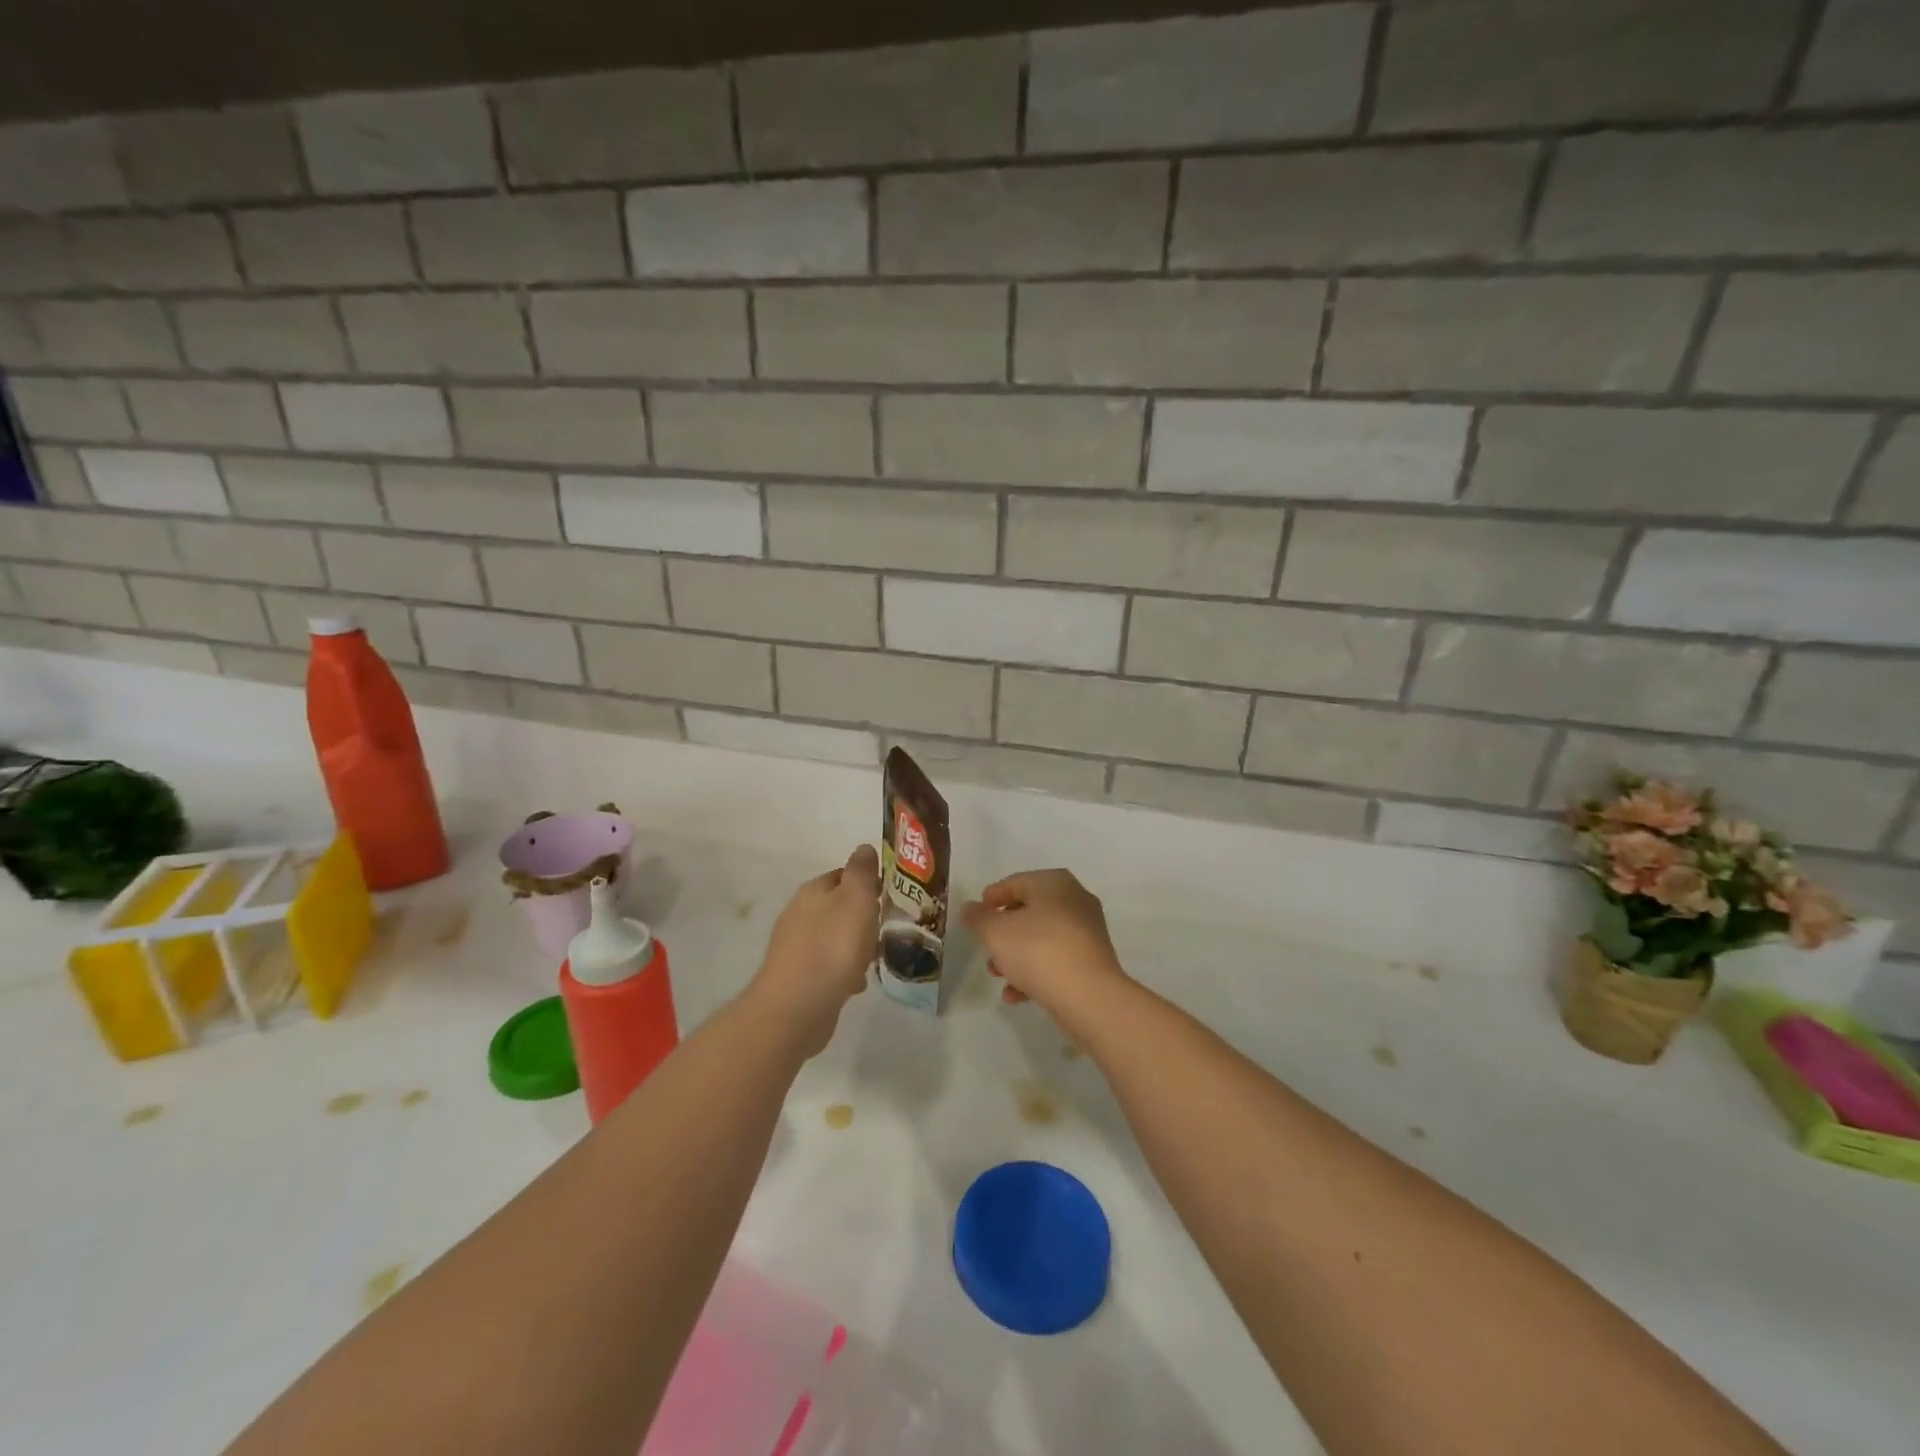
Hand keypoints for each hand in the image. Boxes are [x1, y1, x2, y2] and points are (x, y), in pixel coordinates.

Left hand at [749, 845, 880, 1056]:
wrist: (797, 1008)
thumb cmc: (833, 946)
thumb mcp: (856, 899)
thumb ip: (861, 872)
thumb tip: (864, 848)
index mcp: (812, 891)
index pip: (842, 875)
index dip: (866, 882)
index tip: (889, 895)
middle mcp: (799, 914)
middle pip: (837, 907)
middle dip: (861, 916)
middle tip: (885, 927)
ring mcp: (795, 948)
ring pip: (833, 937)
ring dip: (853, 945)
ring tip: (875, 957)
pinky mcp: (798, 978)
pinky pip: (828, 966)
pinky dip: (843, 971)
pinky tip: (856, 983)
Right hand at [960, 870, 1129, 1026]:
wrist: (1089, 997)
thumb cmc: (1038, 951)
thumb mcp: (995, 932)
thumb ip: (977, 917)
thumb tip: (970, 908)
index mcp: (1054, 883)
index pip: (1015, 882)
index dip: (992, 898)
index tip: (976, 915)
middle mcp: (1074, 900)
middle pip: (1028, 911)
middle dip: (1003, 932)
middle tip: (985, 947)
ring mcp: (1086, 931)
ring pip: (1041, 938)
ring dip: (1015, 955)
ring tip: (997, 975)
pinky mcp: (1092, 961)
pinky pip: (1056, 960)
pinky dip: (1035, 972)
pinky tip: (1015, 994)